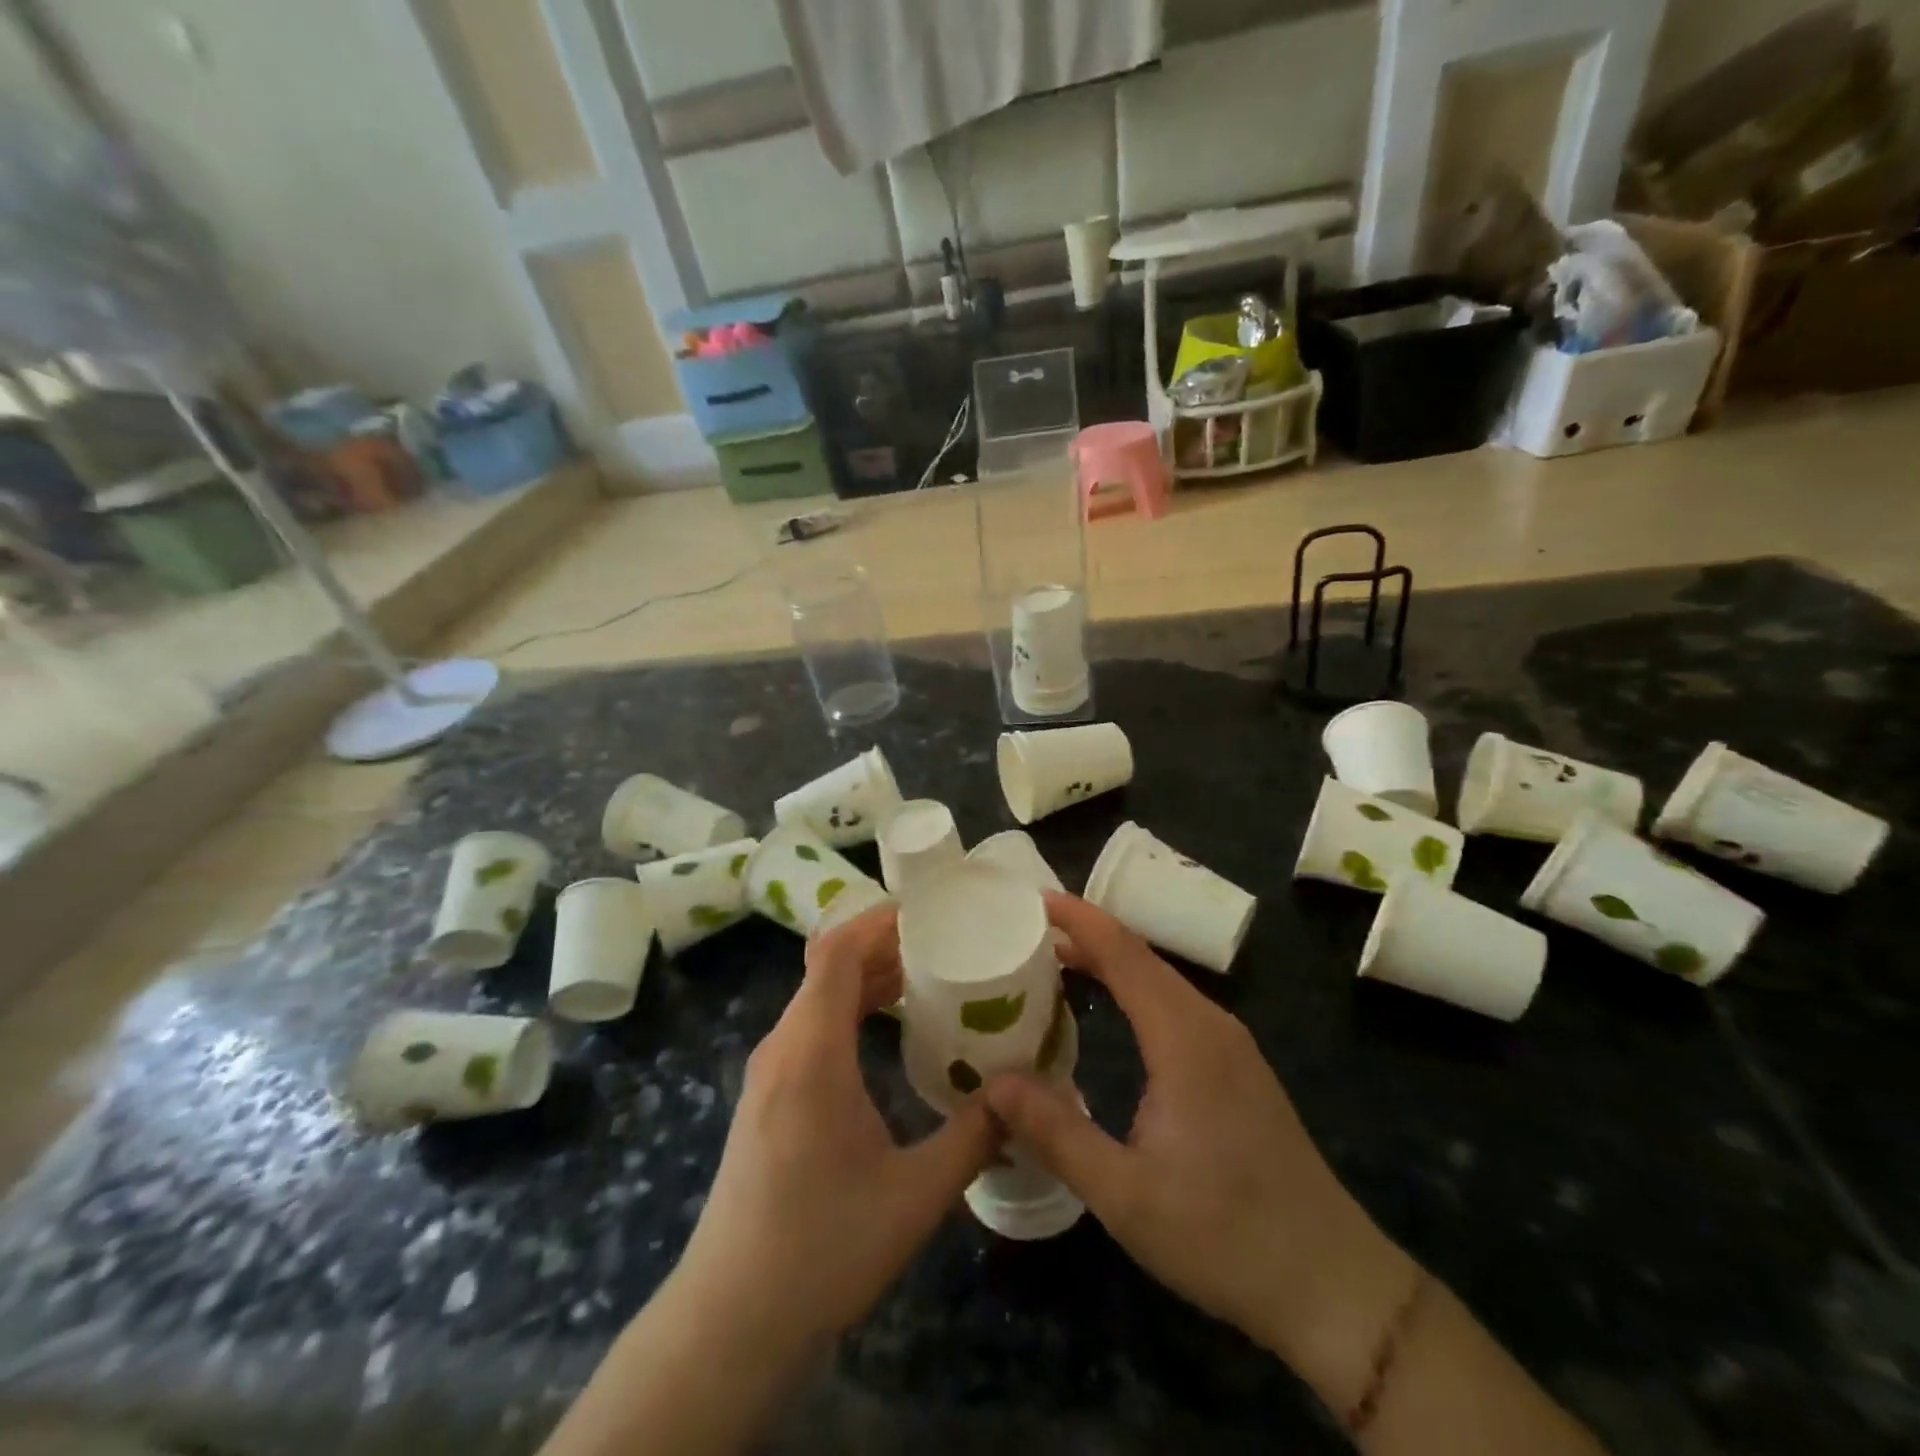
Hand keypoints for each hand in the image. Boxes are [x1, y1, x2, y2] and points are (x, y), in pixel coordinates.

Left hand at [672, 903, 997, 1353]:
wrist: (731, 1320)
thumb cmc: (822, 1251)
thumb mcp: (914, 1197)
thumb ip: (974, 1136)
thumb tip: (1022, 1093)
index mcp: (811, 1054)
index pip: (836, 954)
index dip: (878, 921)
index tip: (929, 911)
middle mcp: (783, 1048)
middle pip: (828, 967)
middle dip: (884, 944)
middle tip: (945, 940)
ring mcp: (769, 1072)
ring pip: (818, 996)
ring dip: (867, 976)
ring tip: (927, 975)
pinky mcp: (768, 1094)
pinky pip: (811, 1025)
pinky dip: (851, 1007)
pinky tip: (888, 1028)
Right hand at [985, 894, 1415, 1390]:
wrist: (1334, 1285)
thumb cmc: (1225, 1236)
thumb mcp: (1124, 1194)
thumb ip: (1055, 1132)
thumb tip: (992, 1082)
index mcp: (1184, 1038)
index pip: (1124, 953)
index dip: (1080, 919)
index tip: (1035, 897)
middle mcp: (1210, 1025)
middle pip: (1142, 957)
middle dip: (1087, 935)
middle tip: (1028, 932)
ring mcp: (1231, 1044)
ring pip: (1161, 980)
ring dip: (1110, 962)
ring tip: (1056, 961)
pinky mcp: (1238, 1067)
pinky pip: (1176, 1005)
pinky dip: (1134, 989)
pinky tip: (1112, 1010)